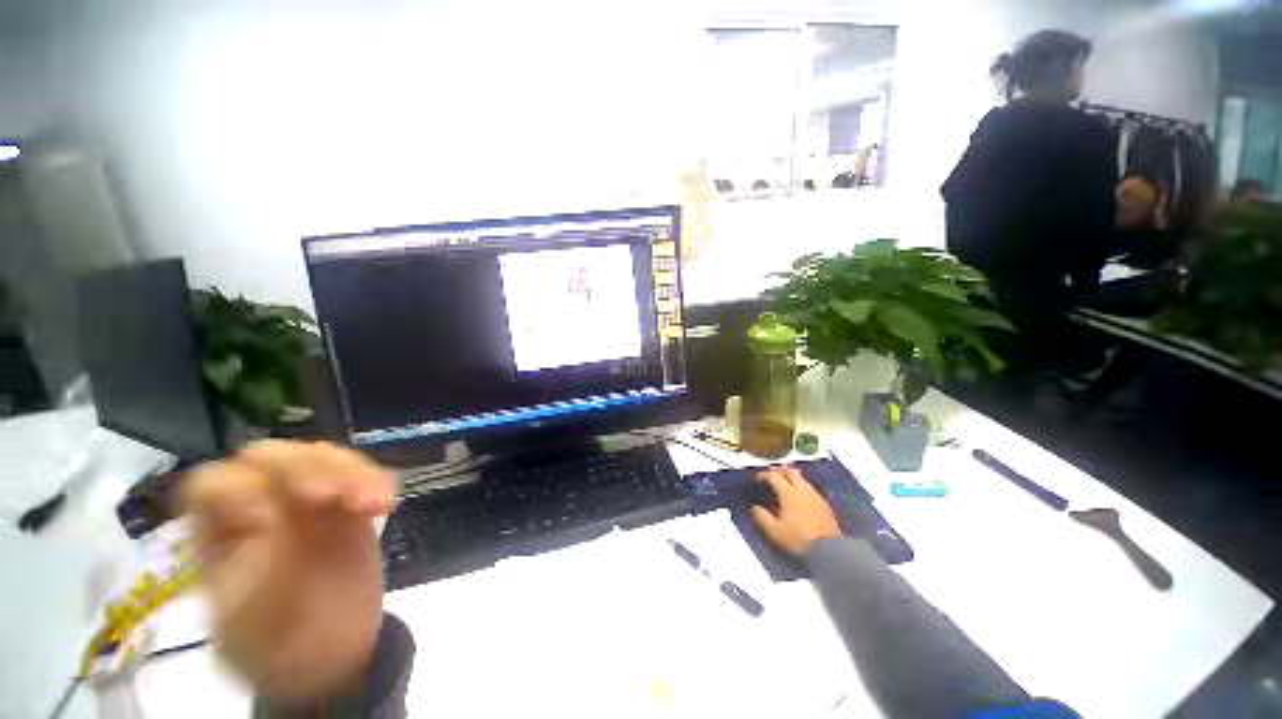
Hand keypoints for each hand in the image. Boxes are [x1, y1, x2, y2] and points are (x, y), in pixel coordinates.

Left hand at [184, 440, 395, 702]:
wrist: (333, 657)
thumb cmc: (280, 649)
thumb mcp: (254, 625)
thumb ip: (258, 574)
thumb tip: (272, 524)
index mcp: (223, 536)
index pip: (214, 485)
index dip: (237, 490)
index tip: (268, 521)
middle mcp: (264, 509)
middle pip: (272, 458)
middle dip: (306, 470)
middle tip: (335, 497)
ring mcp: (311, 505)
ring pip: (323, 458)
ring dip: (352, 473)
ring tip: (374, 504)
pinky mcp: (351, 507)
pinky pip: (364, 474)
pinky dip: (378, 481)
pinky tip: (385, 504)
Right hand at [752, 466, 842, 555]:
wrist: (829, 550)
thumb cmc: (798, 538)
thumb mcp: (774, 531)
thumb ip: (762, 517)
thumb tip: (755, 508)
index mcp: (788, 492)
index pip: (774, 476)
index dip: (764, 475)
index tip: (757, 479)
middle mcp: (802, 489)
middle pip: (790, 471)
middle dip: (779, 470)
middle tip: (771, 474)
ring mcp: (815, 495)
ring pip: (801, 478)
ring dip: (791, 477)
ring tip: (784, 484)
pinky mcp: (824, 503)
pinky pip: (809, 488)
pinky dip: (801, 487)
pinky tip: (799, 496)